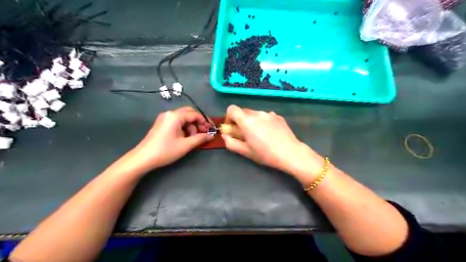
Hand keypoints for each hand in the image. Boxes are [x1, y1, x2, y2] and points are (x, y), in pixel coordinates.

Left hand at [128, 106, 213, 171]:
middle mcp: (170, 113)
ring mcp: (164, 118)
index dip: (205, 121)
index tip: (211, 129)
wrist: (143, 158)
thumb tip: (211, 135)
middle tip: (204, 132)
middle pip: (189, 113)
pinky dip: (184, 127)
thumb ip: (200, 138)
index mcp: (175, 116)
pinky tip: (185, 137)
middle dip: (198, 122)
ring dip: (191, 126)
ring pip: (183, 118)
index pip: (195, 114)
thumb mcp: (185, 145)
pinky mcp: (162, 124)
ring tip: (193, 138)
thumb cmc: (165, 150)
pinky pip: (177, 122)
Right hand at [221, 105, 324, 182]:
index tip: (232, 127)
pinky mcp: (278, 116)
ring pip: (255, 113)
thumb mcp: (246, 151)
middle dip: (240, 120)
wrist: (290, 153)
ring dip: (252, 121)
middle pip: (243, 111)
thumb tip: (225, 135)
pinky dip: (263, 122)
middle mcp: (257, 113)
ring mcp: (269, 113)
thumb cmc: (266, 154)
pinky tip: (270, 133)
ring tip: (259, 134)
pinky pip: (265, 116)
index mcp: (247, 121)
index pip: (232, 109)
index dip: (229, 117)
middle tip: (245, 133)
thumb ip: (231, 143)